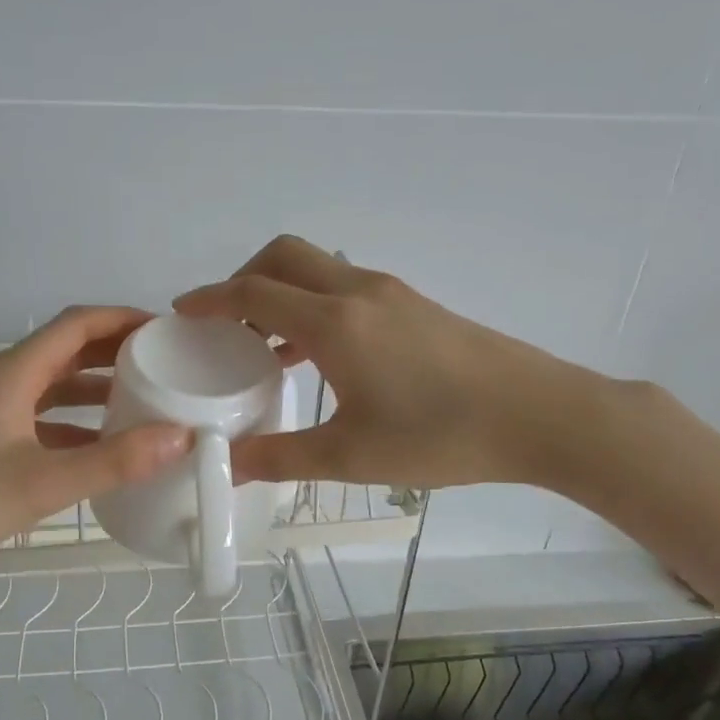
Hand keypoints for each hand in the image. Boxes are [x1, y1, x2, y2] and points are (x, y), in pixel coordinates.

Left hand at [0, 306, 190, 580]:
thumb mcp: (42, 483)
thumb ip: (113, 461)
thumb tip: (181, 436)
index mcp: (13, 373)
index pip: (77, 325)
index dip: (123, 319)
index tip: (167, 330)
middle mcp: (1, 380)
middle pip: (66, 350)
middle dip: (116, 352)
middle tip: (165, 364)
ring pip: (52, 385)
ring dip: (95, 388)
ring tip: (143, 401)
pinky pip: (38, 417)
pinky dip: (73, 423)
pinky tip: (99, 448)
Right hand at [174, 236, 612, 491]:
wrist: (538, 414)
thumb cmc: (440, 435)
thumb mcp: (350, 455)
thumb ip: (280, 457)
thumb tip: (226, 463)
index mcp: (334, 323)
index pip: (254, 292)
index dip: (211, 298)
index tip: (182, 311)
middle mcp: (357, 292)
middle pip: (284, 256)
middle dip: (244, 278)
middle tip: (226, 324)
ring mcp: (391, 293)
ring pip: (318, 269)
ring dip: (282, 291)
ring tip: (263, 344)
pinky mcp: (414, 306)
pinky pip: (346, 289)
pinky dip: (314, 305)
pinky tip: (318, 356)